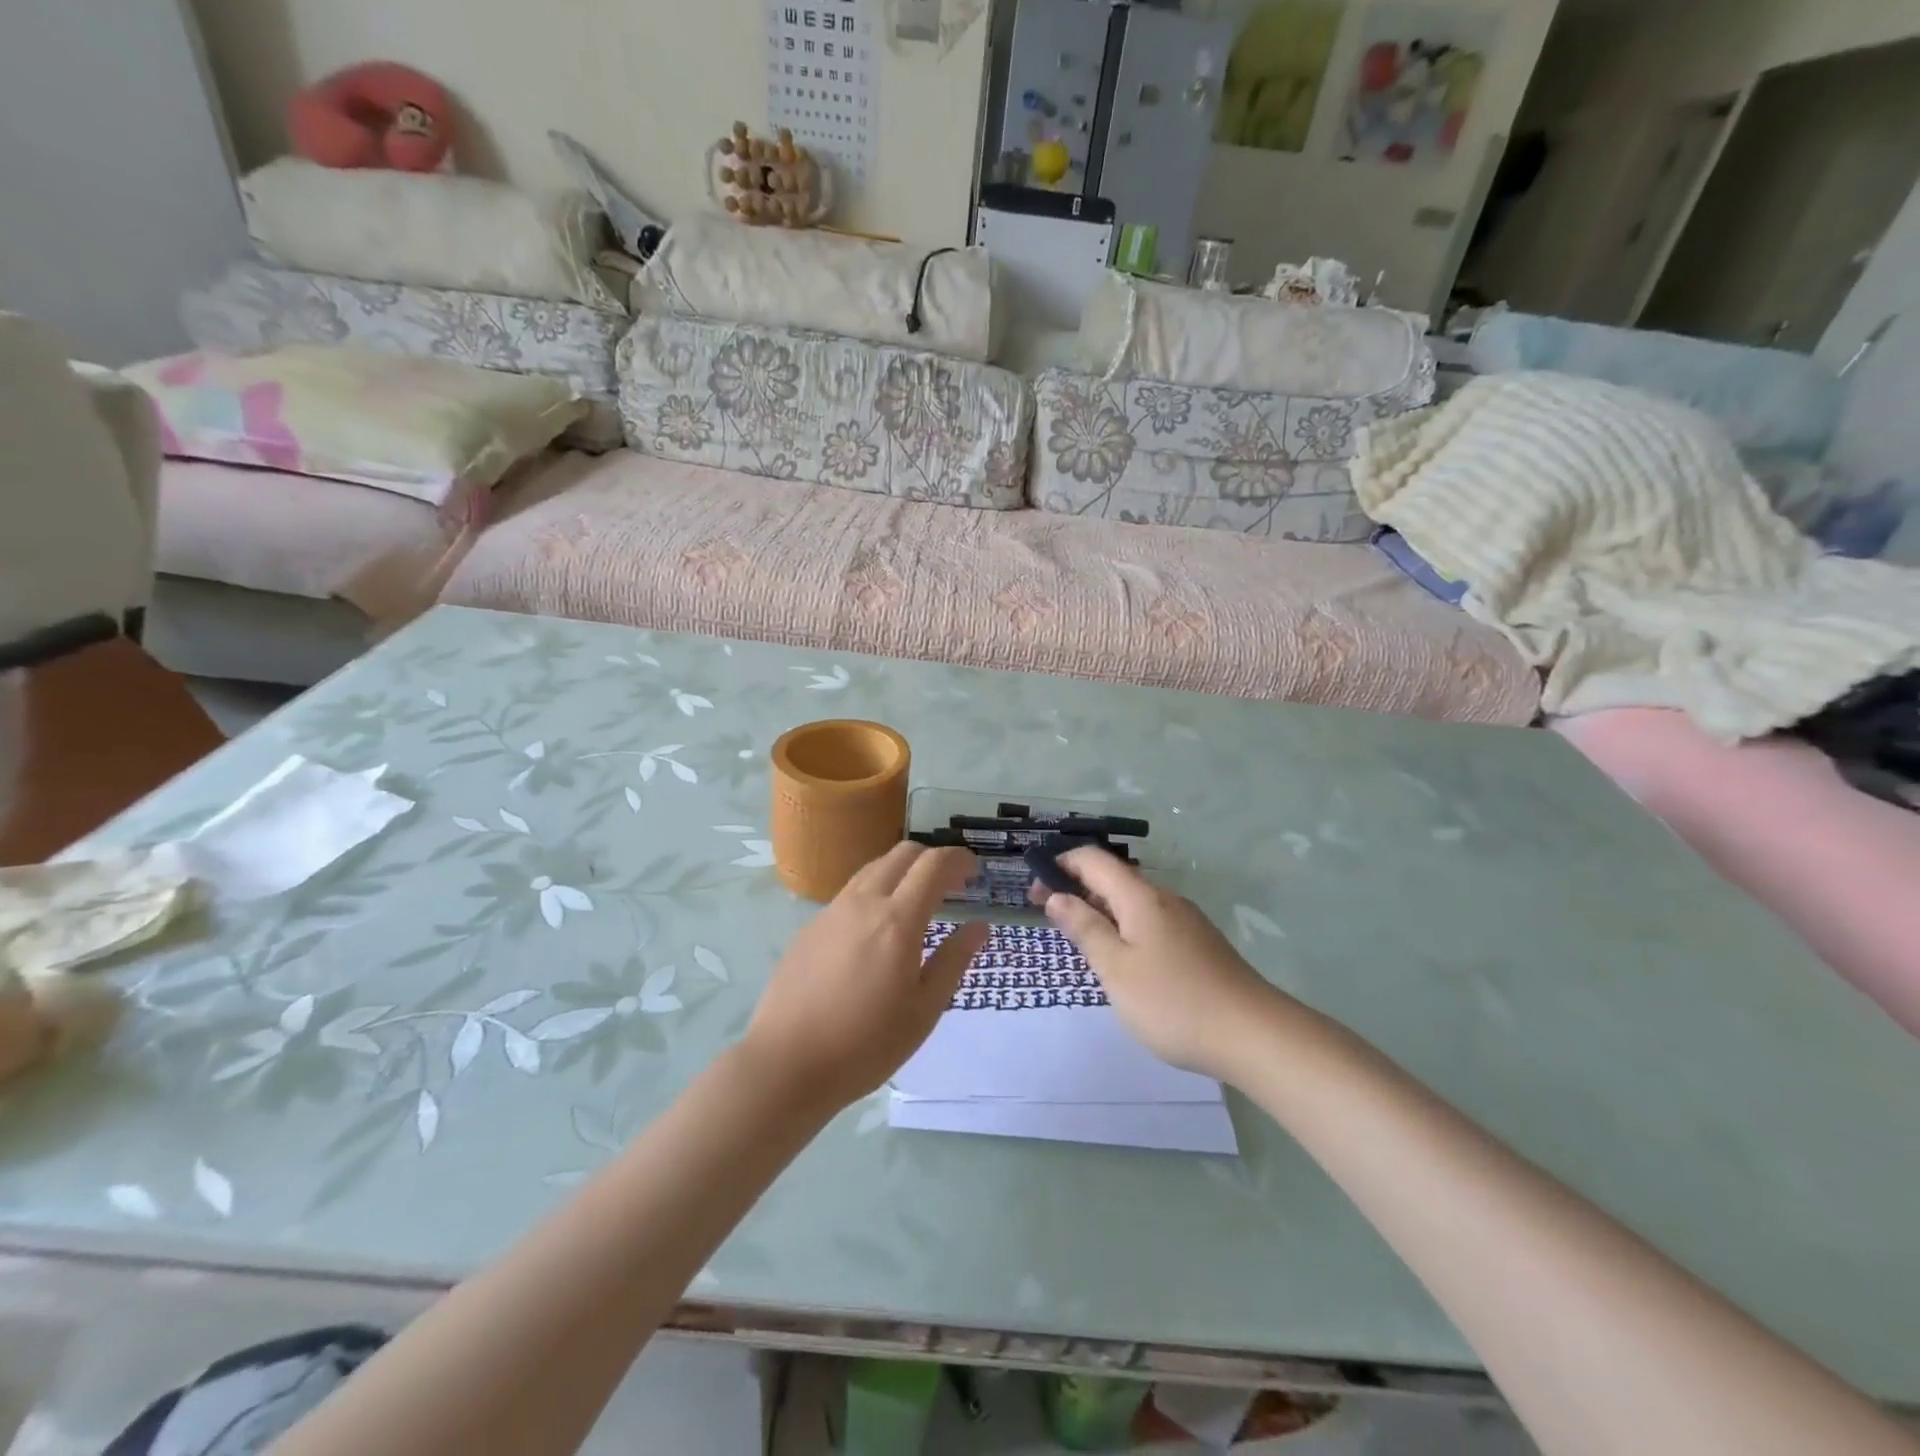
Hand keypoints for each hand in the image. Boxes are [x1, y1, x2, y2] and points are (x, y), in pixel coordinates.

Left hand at [741, 843, 988, 1110]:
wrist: (786, 1063)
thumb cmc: (866, 1044)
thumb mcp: (924, 1011)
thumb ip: (953, 961)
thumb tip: (978, 926)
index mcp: (897, 920)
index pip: (933, 865)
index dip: (958, 860)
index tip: (974, 871)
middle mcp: (863, 903)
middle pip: (902, 855)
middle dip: (931, 859)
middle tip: (949, 886)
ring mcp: (831, 912)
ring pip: (872, 869)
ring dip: (901, 873)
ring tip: (914, 904)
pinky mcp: (810, 927)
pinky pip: (849, 894)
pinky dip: (874, 894)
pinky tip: (875, 932)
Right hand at [1035, 847, 1280, 1077]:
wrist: (1254, 1035)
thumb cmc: (1173, 1001)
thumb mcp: (1116, 969)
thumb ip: (1085, 929)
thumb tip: (1057, 896)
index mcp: (1140, 897)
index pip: (1094, 860)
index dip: (1061, 864)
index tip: (1034, 888)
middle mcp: (1164, 898)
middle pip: (1114, 878)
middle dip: (1078, 888)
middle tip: (1050, 915)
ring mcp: (1186, 920)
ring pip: (1134, 901)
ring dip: (1102, 909)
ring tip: (1081, 938)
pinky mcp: (1199, 943)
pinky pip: (1151, 921)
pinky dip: (1125, 926)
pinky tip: (1123, 958)